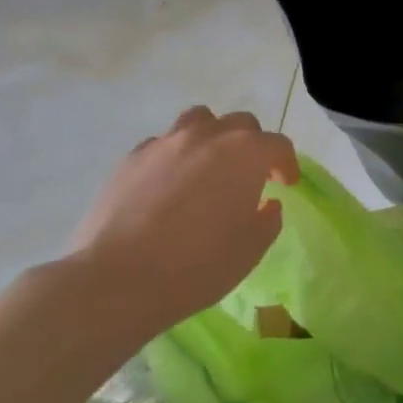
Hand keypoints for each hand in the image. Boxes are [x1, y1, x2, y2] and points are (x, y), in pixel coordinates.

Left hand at [69, 106, 297, 333]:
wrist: (116, 281)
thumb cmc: (196, 266)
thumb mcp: (250, 250)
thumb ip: (268, 219)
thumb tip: (266, 203)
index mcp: (245, 153)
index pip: (278, 145)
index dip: (286, 164)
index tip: (286, 184)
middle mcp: (208, 136)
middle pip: (241, 124)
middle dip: (252, 145)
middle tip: (250, 176)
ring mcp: (166, 143)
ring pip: (199, 121)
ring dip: (212, 137)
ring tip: (209, 166)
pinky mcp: (131, 159)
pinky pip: (162, 144)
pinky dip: (175, 156)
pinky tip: (169, 185)